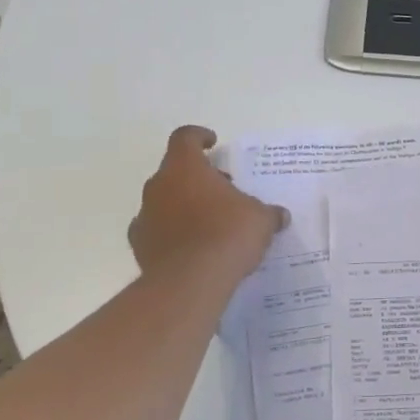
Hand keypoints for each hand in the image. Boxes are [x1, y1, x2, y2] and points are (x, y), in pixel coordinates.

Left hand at [127, 126, 287, 281]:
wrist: (190, 282)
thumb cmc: (227, 235)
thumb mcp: (260, 220)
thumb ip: (268, 213)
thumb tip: (280, 215)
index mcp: (185, 167)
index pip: (185, 138)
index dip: (199, 137)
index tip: (212, 143)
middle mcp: (159, 185)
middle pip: (175, 171)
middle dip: (198, 178)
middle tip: (222, 191)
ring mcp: (145, 215)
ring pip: (164, 200)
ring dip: (183, 205)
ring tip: (209, 223)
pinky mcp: (139, 245)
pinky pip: (157, 230)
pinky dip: (171, 233)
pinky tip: (191, 248)